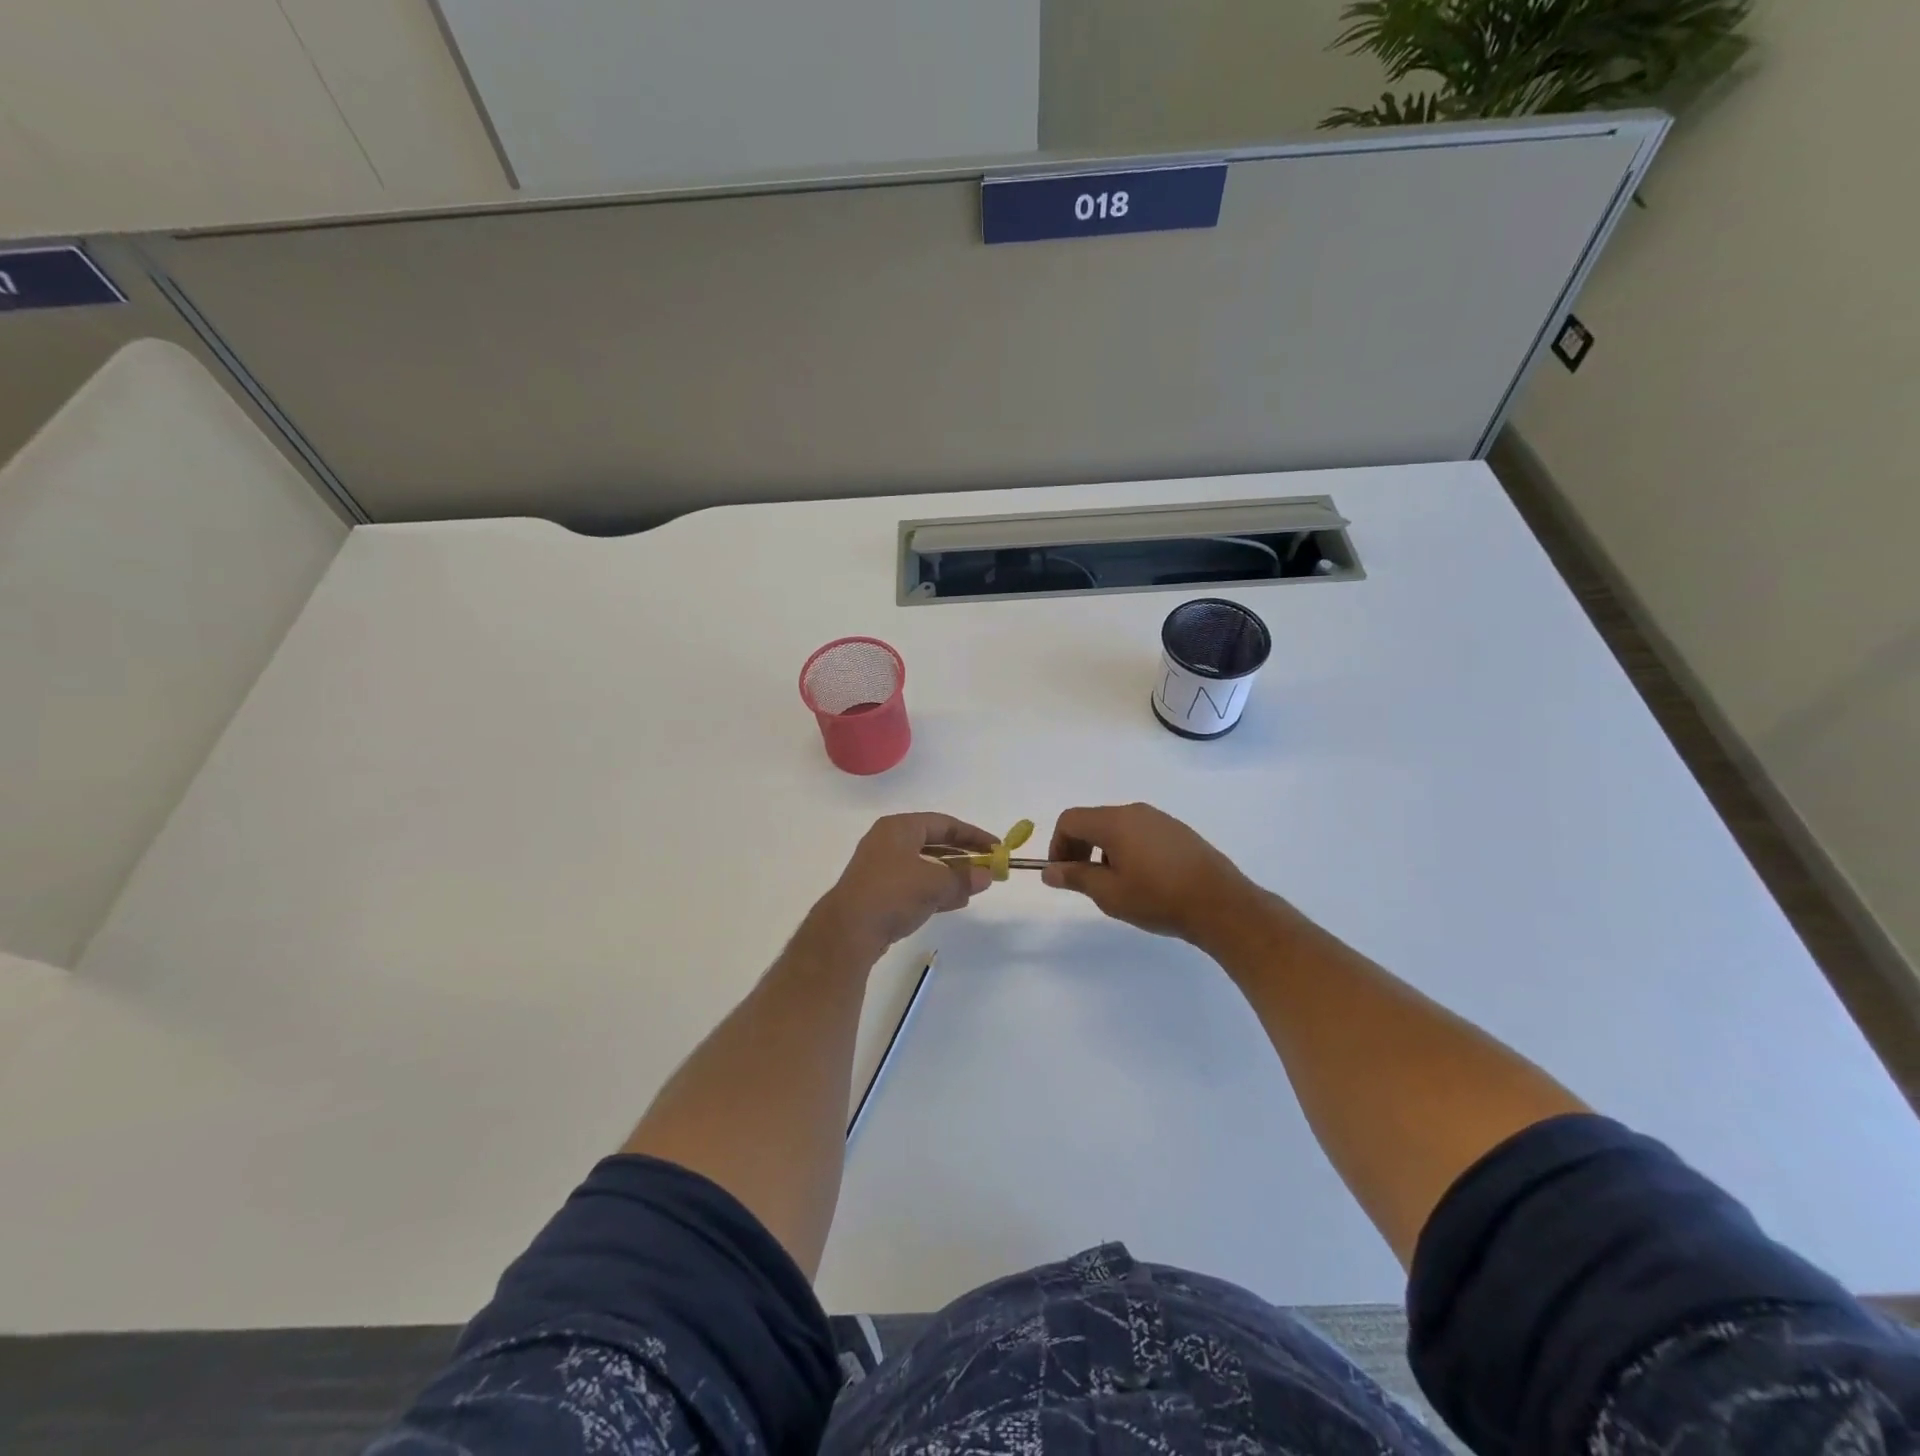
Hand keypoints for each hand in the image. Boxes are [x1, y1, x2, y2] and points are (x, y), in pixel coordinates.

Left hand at [807, 813, 994, 959]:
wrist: (849, 931)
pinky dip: (936, 891)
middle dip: (962, 856)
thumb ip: (964, 878)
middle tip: (988, 867)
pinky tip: (956, 902)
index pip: (944, 823)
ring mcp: (882, 868)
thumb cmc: (893, 893)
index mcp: (899, 828)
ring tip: (976, 888)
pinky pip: (915, 885)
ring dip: (951, 876)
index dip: (973, 835)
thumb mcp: (934, 883)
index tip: (996, 847)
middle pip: (934, 843)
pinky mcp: (880, 893)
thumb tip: (987, 875)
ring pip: (925, 866)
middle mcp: (889, 842)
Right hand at [1041, 803, 1262, 946]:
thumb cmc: (1158, 898)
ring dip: (1104, 850)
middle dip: (1080, 847)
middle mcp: (1136, 812)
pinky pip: (1140, 833)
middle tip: (1085, 881)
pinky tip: (1144, 881)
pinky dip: (1128, 850)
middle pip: (1093, 820)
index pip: (1070, 820)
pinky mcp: (1178, 832)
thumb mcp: (1109, 893)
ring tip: (1117, 885)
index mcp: (1114, 822)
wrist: (1221, 904)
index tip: (1063, 874)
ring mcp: (1160, 820)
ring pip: (1118, 827)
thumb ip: (1076, 877)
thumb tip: (1049, 870)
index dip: (1058, 845)